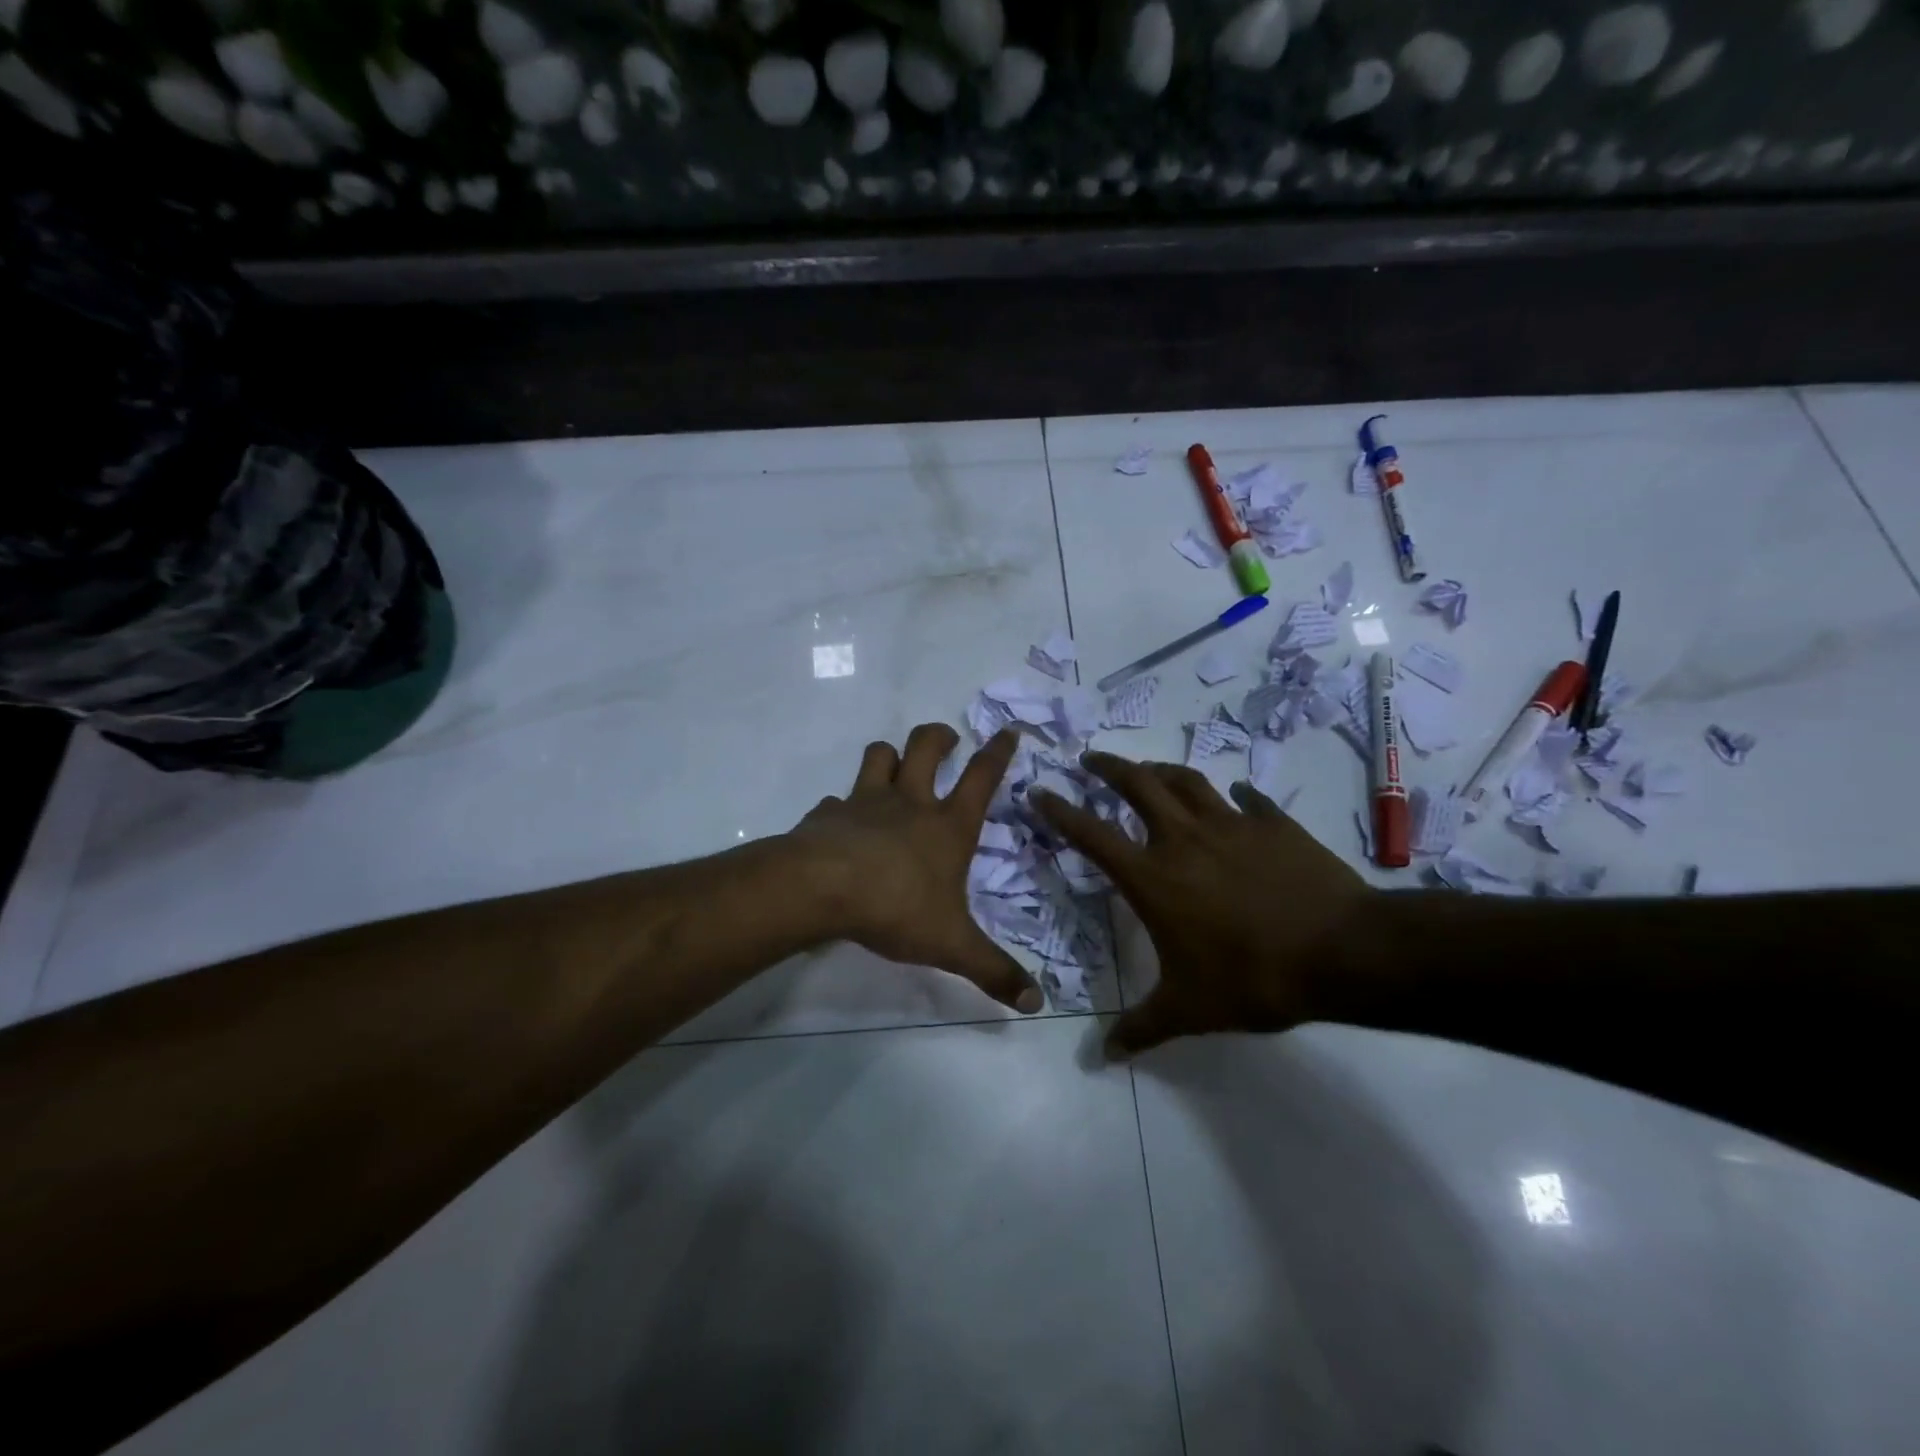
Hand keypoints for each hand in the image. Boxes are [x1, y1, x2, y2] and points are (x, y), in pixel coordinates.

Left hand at [791, 724, 1043, 1013]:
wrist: (821, 889)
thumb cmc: (896, 908)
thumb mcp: (952, 946)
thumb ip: (994, 971)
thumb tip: (1037, 1004)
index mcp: (947, 826)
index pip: (981, 777)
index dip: (998, 752)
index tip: (1008, 730)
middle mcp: (909, 803)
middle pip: (926, 748)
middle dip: (938, 737)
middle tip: (947, 739)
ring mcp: (865, 802)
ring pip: (879, 756)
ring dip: (889, 754)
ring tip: (894, 762)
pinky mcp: (828, 813)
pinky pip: (836, 799)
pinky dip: (841, 805)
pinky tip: (840, 821)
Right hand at [1033, 753, 1374, 1057]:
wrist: (1341, 953)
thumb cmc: (1252, 978)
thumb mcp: (1189, 1010)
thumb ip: (1142, 1028)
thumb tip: (1104, 1056)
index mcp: (1153, 877)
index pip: (1092, 835)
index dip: (1060, 811)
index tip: (1040, 791)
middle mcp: (1184, 839)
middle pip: (1138, 785)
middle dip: (1109, 767)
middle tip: (1091, 758)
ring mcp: (1232, 825)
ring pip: (1187, 781)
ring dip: (1162, 770)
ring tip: (1149, 769)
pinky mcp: (1274, 824)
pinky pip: (1250, 800)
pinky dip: (1238, 795)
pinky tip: (1239, 796)